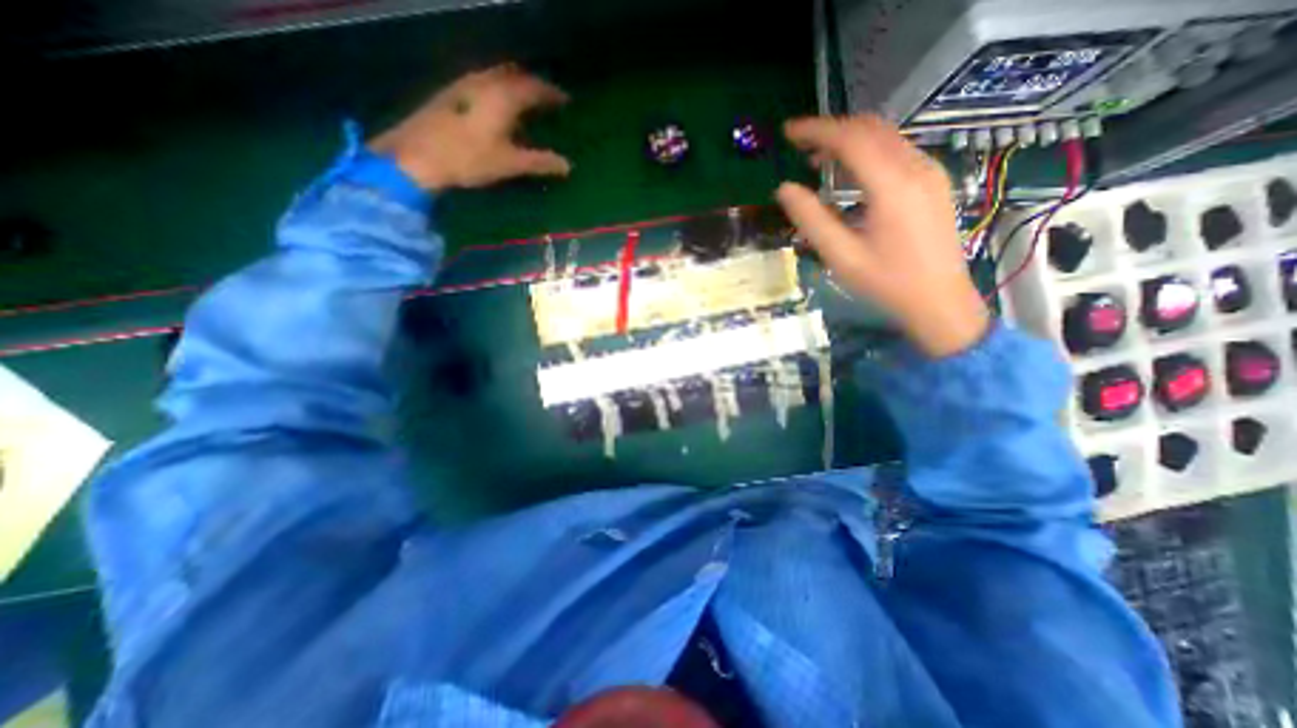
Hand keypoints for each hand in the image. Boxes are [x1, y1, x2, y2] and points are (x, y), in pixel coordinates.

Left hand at [364, 62, 567, 190]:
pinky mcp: (449, 93)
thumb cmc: (469, 159)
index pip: (534, 87)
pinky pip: (480, 82)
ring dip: (512, 84)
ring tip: (523, 102)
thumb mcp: (509, 163)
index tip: (565, 100)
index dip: (552, 93)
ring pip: (495, 75)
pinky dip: (495, 89)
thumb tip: (567, 166)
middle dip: (532, 84)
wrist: (417, 155)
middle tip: (545, 98)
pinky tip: (494, 106)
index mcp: (503, 96)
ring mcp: (463, 84)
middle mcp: (484, 82)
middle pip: (514, 74)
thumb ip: (539, 162)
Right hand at [773, 112, 988, 359]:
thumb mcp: (841, 256)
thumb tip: (784, 189)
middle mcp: (916, 168)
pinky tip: (849, 172)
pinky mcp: (933, 181)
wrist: (939, 299)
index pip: (851, 139)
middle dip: (831, 129)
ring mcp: (929, 171)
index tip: (788, 133)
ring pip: (885, 136)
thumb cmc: (886, 282)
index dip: (816, 130)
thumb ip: (811, 219)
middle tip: (799, 144)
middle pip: (870, 129)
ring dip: (849, 139)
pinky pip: (896, 150)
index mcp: (892, 186)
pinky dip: (867, 151)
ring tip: (817, 158)